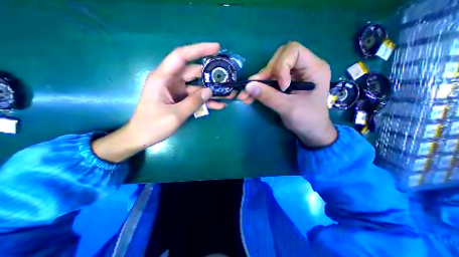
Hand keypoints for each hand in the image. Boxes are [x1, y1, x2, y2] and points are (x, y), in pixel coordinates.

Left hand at [91, 42, 220, 160]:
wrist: (142, 137)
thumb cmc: (153, 125)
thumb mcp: (175, 114)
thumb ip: (193, 102)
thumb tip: (209, 91)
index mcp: (163, 78)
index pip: (181, 56)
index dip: (198, 49)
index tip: (216, 48)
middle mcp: (170, 81)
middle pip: (194, 72)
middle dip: (210, 74)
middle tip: (227, 78)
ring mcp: (177, 91)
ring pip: (198, 86)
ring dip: (211, 91)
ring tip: (228, 94)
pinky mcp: (181, 99)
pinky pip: (196, 97)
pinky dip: (206, 101)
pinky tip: (219, 106)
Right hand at [239, 41, 337, 146]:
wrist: (310, 131)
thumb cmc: (307, 120)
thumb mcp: (288, 108)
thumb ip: (268, 96)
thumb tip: (248, 86)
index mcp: (313, 68)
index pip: (293, 51)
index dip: (281, 65)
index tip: (281, 86)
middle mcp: (303, 68)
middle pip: (278, 59)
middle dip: (265, 74)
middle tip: (256, 88)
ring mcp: (292, 76)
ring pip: (270, 71)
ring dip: (257, 83)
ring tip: (245, 96)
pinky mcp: (285, 84)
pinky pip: (269, 81)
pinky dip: (258, 89)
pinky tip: (249, 97)